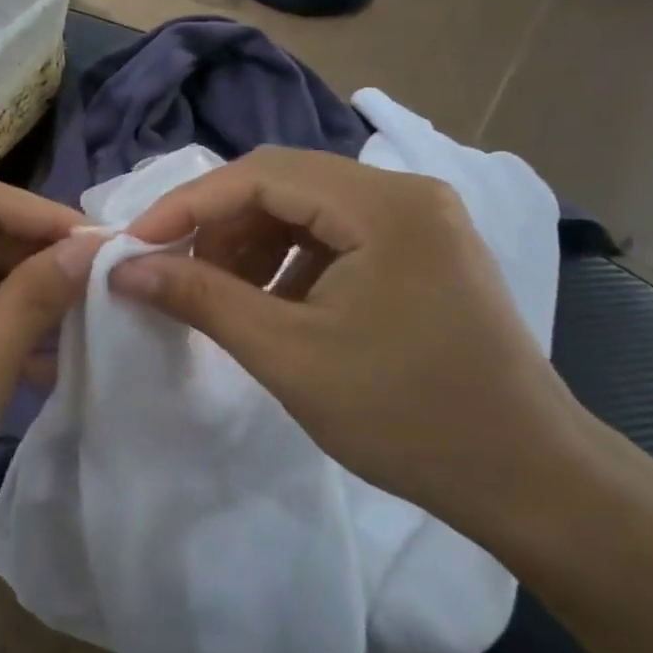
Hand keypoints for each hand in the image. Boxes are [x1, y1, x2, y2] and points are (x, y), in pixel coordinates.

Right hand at [109, 148, 584, 529]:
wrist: (527, 479)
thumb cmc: (406, 416)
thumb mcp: (288, 355)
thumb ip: (201, 299)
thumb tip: (125, 269)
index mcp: (384, 205)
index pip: (262, 174)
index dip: (189, 205)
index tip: (135, 245)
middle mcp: (406, 194)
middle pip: (284, 184)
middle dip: (220, 225)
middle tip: (176, 273)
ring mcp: (420, 222)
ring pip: (307, 210)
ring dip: (252, 244)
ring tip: (222, 295)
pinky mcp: (422, 253)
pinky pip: (336, 237)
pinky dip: (290, 263)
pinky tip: (273, 306)